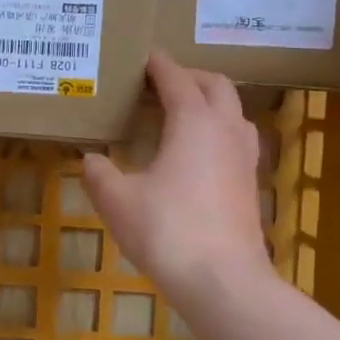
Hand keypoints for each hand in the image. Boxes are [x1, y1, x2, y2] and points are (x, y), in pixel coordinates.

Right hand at [82, 51, 271, 301]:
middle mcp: (225, 130)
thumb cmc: (167, 231)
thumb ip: (99, 175)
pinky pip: (238, 140)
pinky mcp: (251, 185)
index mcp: (194, 122)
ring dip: (211, 102)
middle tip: (162, 84)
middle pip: (216, 86)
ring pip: (234, 112)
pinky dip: (220, 131)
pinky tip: (200, 154)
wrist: (223, 282)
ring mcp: (244, 158)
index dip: (160, 65)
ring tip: (183, 113)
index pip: (177, 79)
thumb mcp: (118, 201)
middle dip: (191, 77)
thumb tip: (89, 159)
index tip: (145, 57)